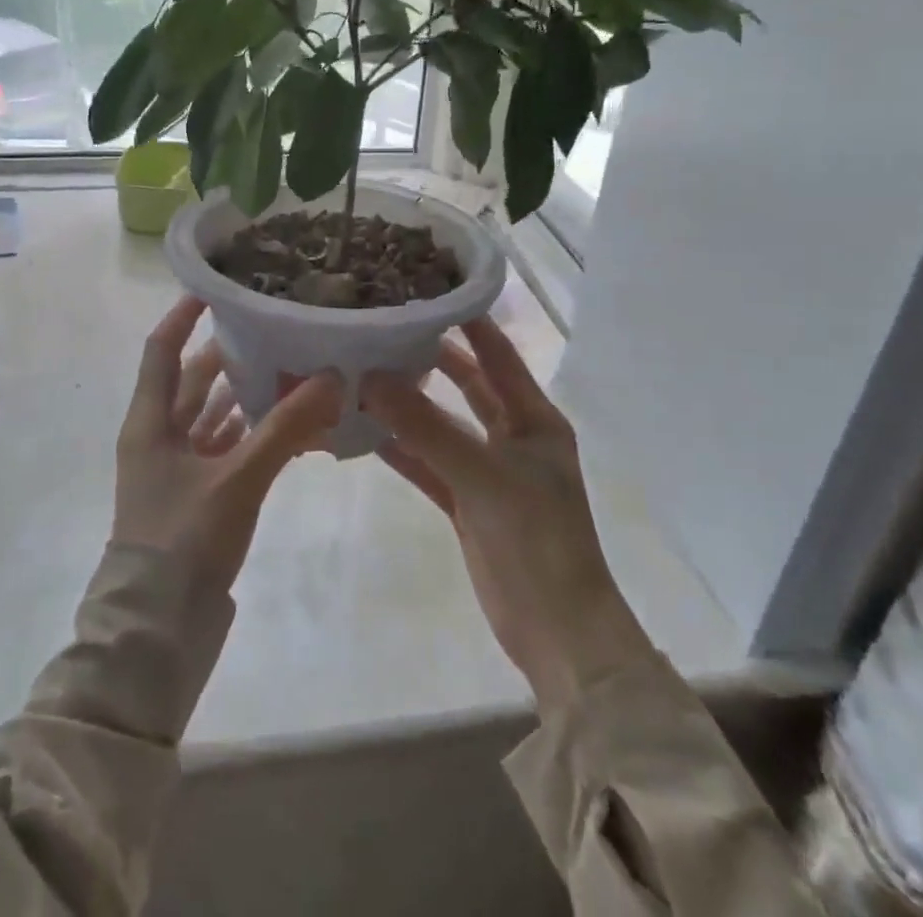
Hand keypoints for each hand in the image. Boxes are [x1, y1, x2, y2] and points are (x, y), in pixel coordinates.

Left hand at [113, 296, 341, 595]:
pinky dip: (254, 433)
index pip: (162, 349)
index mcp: (150, 421)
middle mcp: (160, 436)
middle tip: (277, 324)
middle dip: (232, 352)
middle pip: (195, 379)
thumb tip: (332, 376)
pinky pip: (228, 448)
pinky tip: (293, 424)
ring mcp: (178, 467)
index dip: (184, 314)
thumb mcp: (237, 479)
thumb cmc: (183, 541)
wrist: (157, 631)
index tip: (219, 285)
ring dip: (248, 393)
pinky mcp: (198, 494)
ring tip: (293, 365)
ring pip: (214, 414)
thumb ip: (285, 427)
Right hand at [362, 319, 655, 716]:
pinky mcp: (468, 504)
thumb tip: (370, 377)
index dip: (469, 321)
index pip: (499, 354)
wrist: (557, 632)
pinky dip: (403, 449)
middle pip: (469, 386)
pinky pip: (430, 465)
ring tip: (367, 374)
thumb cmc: (536, 538)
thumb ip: (425, 426)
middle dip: (433, 360)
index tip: (428, 290)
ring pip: (444, 425)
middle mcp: (514, 437)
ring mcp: (489, 472)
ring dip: (411, 406)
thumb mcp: (482, 475)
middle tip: (387, 330)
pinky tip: (366, 432)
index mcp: (535, 419)